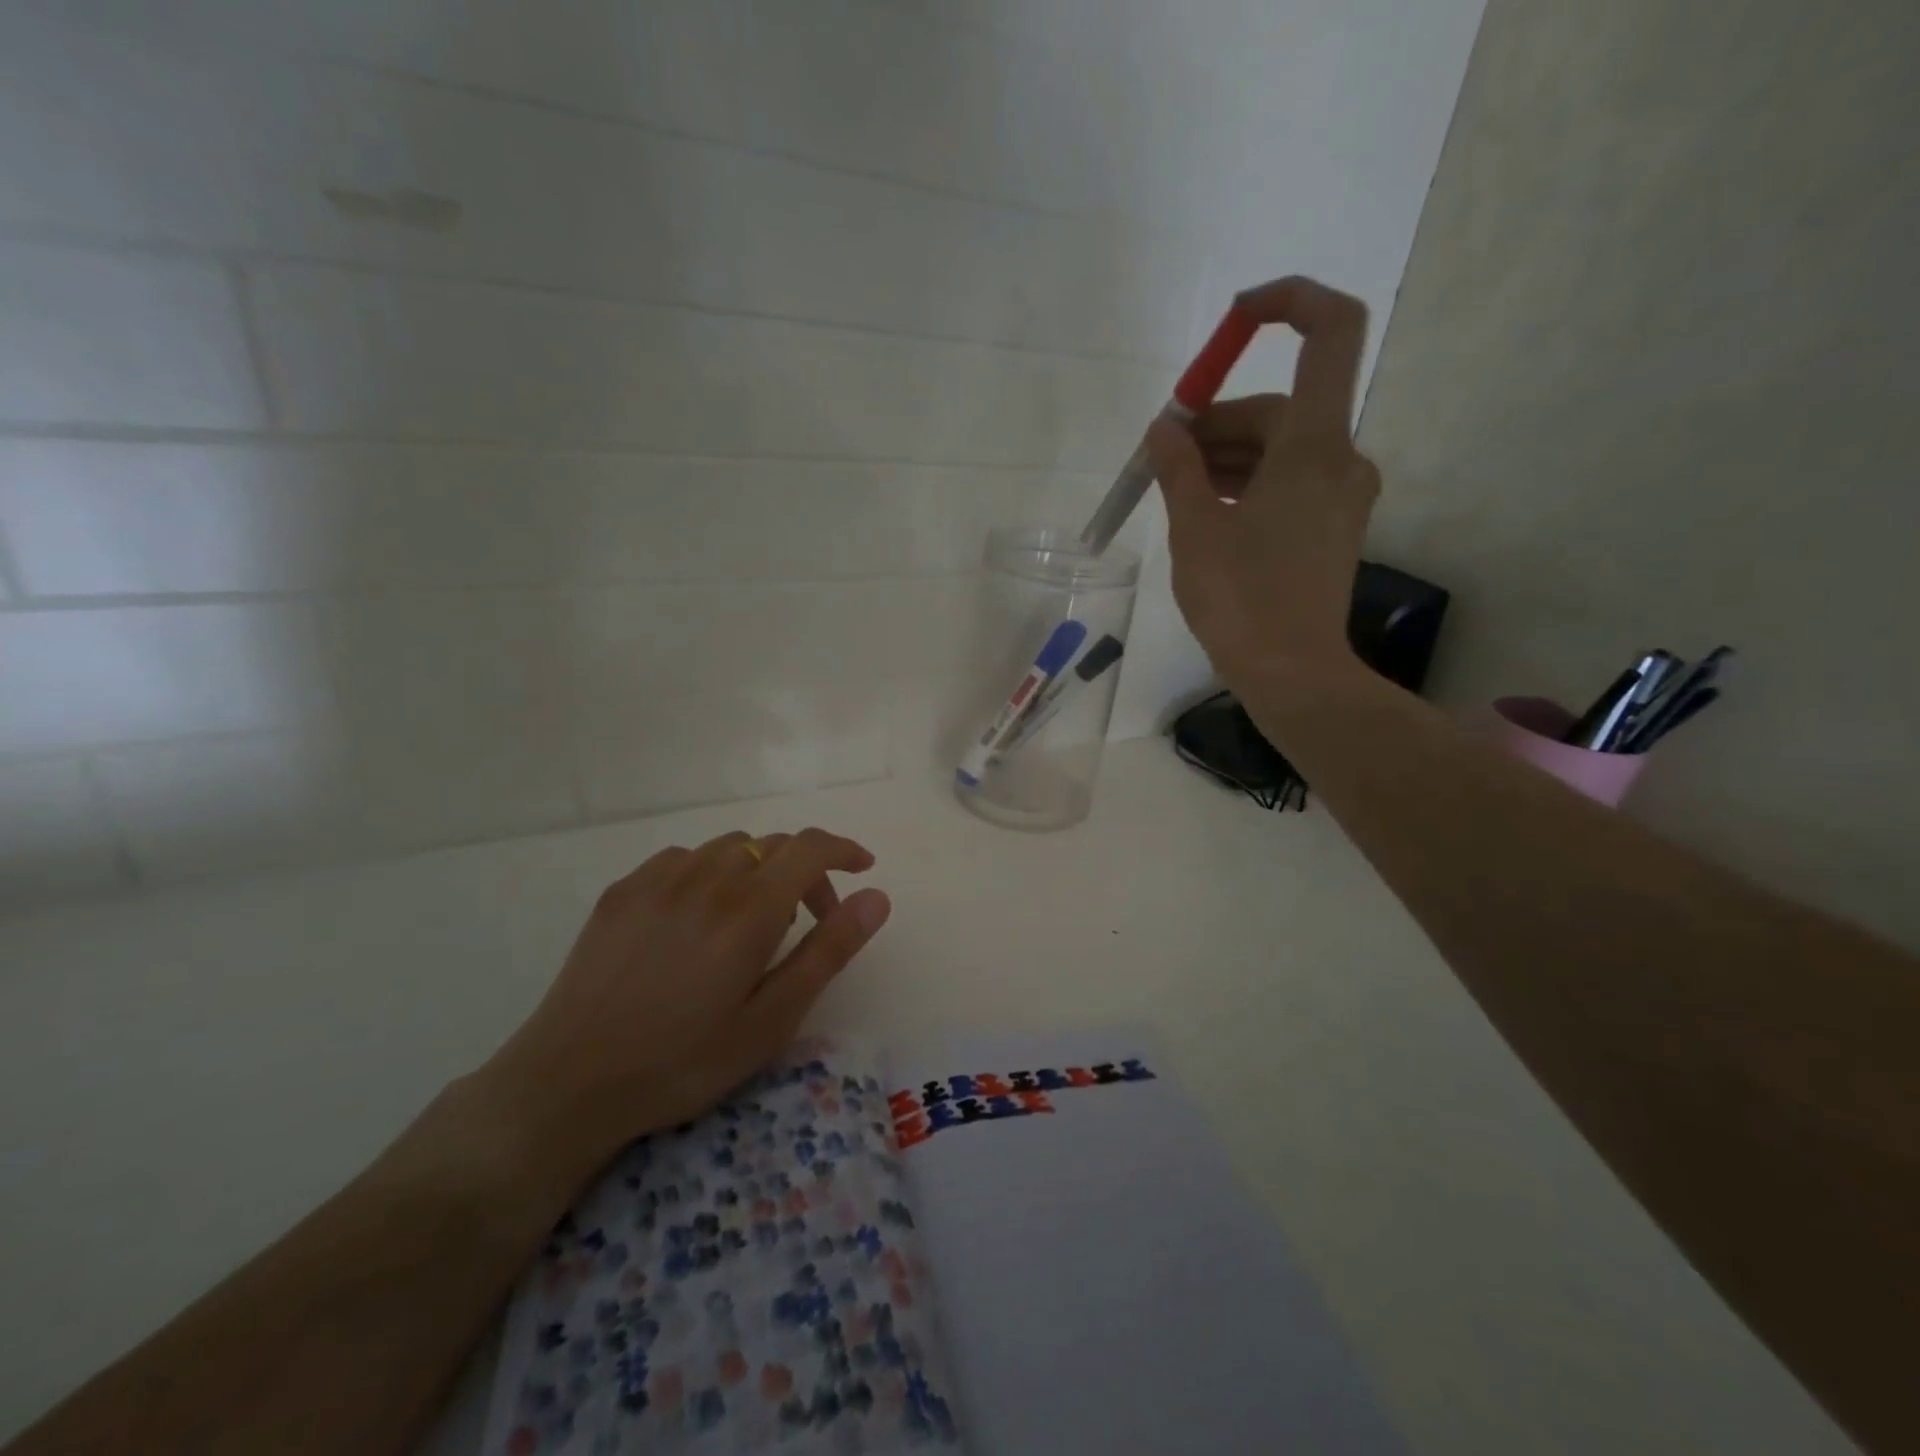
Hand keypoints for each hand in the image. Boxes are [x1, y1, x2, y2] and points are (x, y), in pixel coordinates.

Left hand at [477, 828, 890, 1174]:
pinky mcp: (623, 890)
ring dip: (758, 869)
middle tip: (809, 921)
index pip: (810, 847)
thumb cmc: (684, 1061)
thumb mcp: (772, 1019)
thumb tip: (877, 896)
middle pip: (773, 845)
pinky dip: (711, 873)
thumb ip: (828, 951)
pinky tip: (698, 917)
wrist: (568, 1083)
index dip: (843, 849)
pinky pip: (684, 858)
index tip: (862, 869)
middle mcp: (707, 877)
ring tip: (752, 920)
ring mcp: (658, 879)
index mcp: (750, 909)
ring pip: (729, 847)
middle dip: (805, 872)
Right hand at [1144, 277, 1380, 691]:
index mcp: (1313, 445)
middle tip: (1162, 456)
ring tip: (1174, 490)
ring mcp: (1341, 495)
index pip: (1329, 332)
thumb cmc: (1241, 599)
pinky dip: (1248, 483)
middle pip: (1279, 408)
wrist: (1292, 674)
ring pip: (1280, 450)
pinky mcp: (1332, 527)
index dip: (1288, 303)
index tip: (1235, 319)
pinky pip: (1289, 483)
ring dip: (1227, 458)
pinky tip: (1206, 512)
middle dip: (1217, 424)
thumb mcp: (1194, 530)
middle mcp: (1340, 458)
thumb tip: (1164, 428)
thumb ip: (1177, 468)